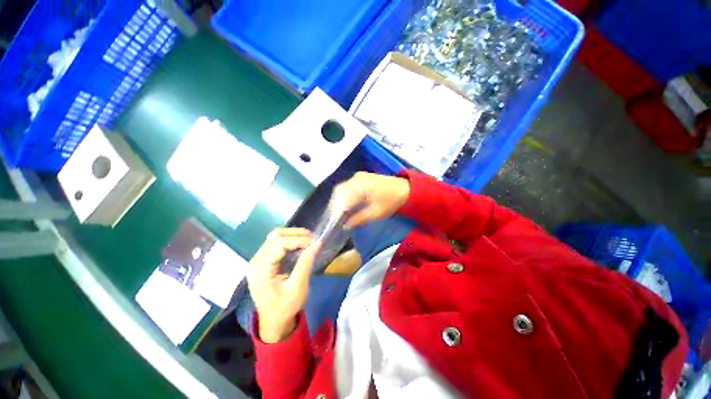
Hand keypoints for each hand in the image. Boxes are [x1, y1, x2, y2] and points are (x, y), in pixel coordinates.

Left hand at [248, 228, 319, 342]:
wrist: (273, 322)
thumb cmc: (285, 308)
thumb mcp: (298, 287)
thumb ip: (305, 263)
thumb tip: (317, 243)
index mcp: (261, 269)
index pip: (279, 243)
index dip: (299, 239)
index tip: (315, 242)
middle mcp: (256, 260)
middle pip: (276, 236)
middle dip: (296, 234)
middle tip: (313, 240)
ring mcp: (258, 259)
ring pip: (275, 236)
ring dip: (293, 234)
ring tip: (308, 240)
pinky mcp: (263, 260)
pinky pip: (275, 242)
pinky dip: (289, 239)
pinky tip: (300, 244)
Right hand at [332, 172, 410, 227]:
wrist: (405, 189)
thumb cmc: (391, 201)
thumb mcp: (376, 213)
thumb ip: (359, 219)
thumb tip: (345, 226)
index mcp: (360, 186)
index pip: (342, 199)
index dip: (336, 212)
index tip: (334, 223)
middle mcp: (356, 178)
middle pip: (339, 192)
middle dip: (335, 206)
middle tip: (334, 220)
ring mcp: (357, 176)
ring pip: (341, 189)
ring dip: (338, 201)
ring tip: (338, 214)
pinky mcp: (360, 178)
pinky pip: (347, 187)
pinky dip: (344, 197)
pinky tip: (345, 206)